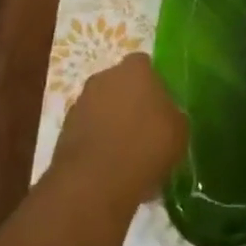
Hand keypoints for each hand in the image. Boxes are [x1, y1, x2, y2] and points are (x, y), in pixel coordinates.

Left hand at [53, 54, 187, 211]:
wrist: (95, 181)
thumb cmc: (146, 147)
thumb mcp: (179, 132)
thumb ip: (173, 114)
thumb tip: (167, 115)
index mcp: (135, 70)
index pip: (145, 65)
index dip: (153, 84)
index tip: (161, 106)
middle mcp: (104, 77)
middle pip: (121, 83)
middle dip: (130, 101)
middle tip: (145, 128)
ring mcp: (81, 101)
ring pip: (102, 105)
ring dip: (112, 121)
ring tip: (127, 151)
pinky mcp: (66, 127)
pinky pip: (89, 127)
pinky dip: (98, 139)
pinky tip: (110, 163)